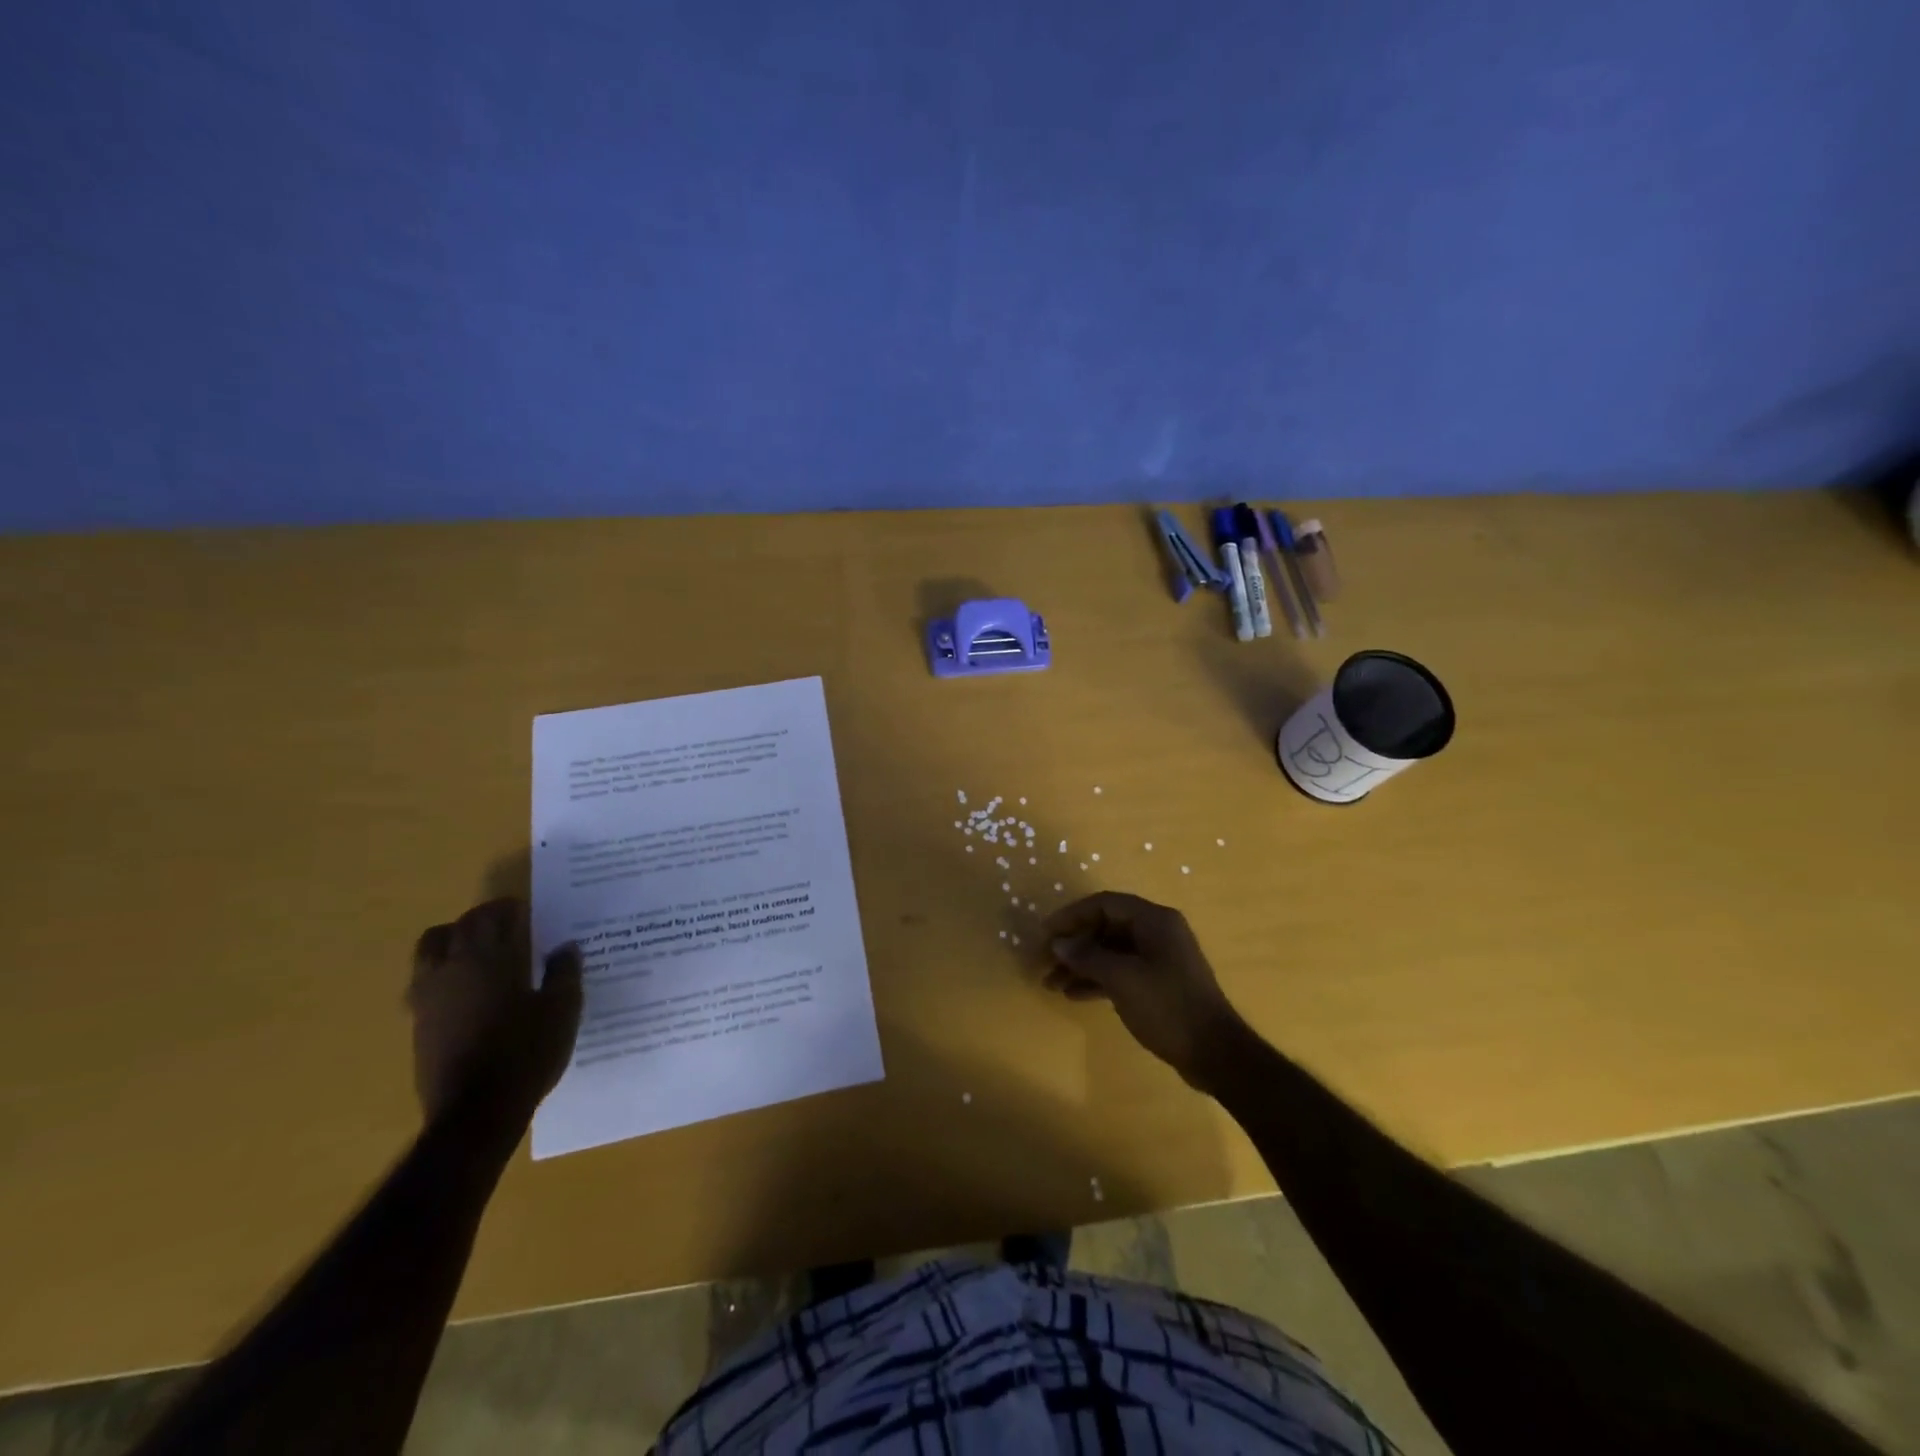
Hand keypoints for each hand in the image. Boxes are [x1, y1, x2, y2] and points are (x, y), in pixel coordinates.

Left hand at [407, 898, 582, 1127]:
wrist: (477, 1112)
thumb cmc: (526, 1052)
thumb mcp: (562, 1008)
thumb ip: (564, 972)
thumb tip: (565, 947)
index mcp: (487, 959)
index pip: (489, 916)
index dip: (508, 908)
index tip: (528, 912)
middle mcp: (450, 970)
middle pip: (454, 929)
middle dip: (480, 921)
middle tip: (508, 928)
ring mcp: (427, 999)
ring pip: (429, 953)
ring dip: (453, 944)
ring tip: (480, 955)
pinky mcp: (418, 1026)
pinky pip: (426, 983)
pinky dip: (445, 975)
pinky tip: (470, 993)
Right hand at [1043, 892, 1246, 1085]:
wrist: (1215, 1053)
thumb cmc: (1168, 1007)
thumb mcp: (1122, 979)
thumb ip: (1087, 957)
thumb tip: (1058, 944)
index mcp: (1154, 920)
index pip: (1104, 904)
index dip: (1071, 916)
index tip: (1045, 934)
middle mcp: (1157, 932)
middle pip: (1106, 927)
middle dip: (1074, 944)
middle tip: (1044, 962)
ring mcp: (1159, 958)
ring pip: (1111, 951)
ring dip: (1081, 965)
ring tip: (1051, 984)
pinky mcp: (1158, 982)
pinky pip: (1121, 970)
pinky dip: (1097, 979)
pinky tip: (1074, 995)